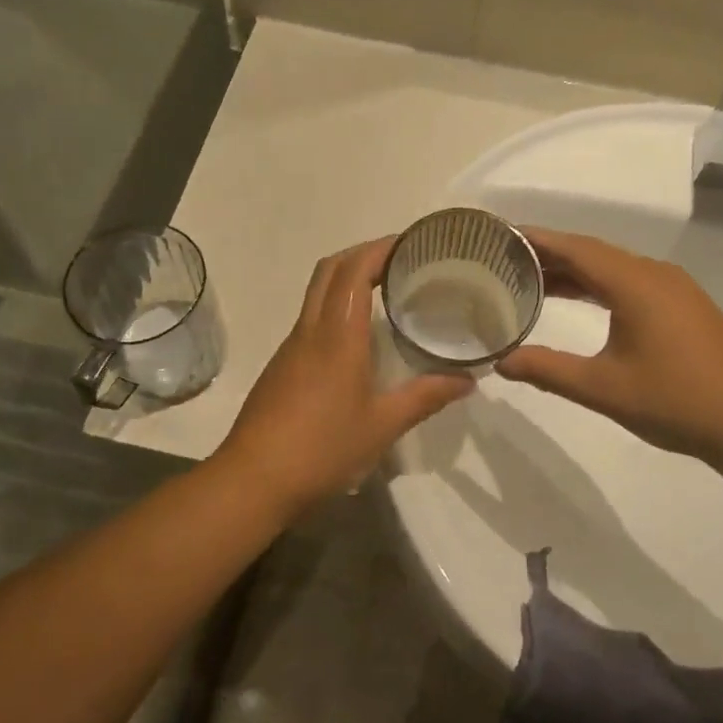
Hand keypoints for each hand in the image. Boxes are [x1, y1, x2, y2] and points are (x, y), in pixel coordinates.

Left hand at [216, 239, 472, 515]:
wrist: (254, 480)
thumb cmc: (322, 449)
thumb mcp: (383, 426)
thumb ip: (426, 398)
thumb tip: (467, 380)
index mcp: (337, 335)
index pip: (353, 269)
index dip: (380, 248)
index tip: (411, 243)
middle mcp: (310, 330)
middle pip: (329, 270)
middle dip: (363, 255)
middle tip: (401, 262)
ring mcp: (290, 347)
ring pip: (316, 293)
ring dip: (347, 280)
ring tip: (386, 293)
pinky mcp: (281, 366)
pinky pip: (310, 320)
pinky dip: (335, 309)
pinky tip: (358, 338)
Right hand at [498, 228, 722, 462]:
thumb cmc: (676, 401)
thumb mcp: (603, 388)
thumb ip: (548, 370)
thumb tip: (500, 362)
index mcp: (635, 283)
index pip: (576, 248)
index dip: (537, 240)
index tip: (501, 236)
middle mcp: (655, 275)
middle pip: (593, 253)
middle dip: (550, 254)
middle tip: (505, 261)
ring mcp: (675, 289)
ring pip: (614, 268)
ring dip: (575, 272)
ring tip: (532, 281)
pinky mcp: (686, 306)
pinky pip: (632, 282)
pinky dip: (599, 285)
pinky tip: (581, 302)